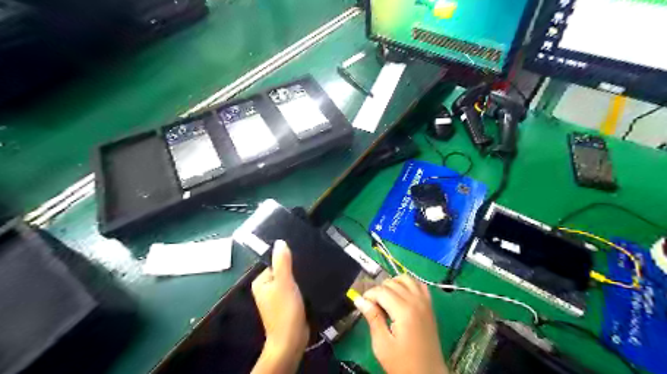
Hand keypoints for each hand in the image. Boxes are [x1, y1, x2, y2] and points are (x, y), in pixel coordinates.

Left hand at [252, 241, 307, 371]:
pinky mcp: (287, 304)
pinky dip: (301, 286)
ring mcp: (277, 297)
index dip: (287, 259)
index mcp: (261, 282)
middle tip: (309, 263)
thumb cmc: (285, 310)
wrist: (292, 339)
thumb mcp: (284, 282)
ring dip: (300, 277)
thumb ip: (282, 262)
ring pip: (290, 280)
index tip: (301, 256)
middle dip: (295, 269)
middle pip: (283, 271)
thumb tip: (280, 242)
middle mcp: (266, 288)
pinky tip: (311, 282)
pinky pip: (294, 289)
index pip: (275, 262)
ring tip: (312, 271)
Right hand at [354, 274, 446, 373]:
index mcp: (404, 311)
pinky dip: (408, 284)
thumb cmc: (403, 364)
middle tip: (372, 306)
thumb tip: (359, 300)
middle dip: (379, 290)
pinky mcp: (430, 306)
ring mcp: (425, 302)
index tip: (362, 305)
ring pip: (406, 279)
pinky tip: (401, 295)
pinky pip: (419, 285)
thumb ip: (372, 318)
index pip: (381, 291)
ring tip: (385, 299)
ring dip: (393, 284)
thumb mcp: (382, 345)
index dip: (369, 295)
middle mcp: (416, 301)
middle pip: (392, 283)